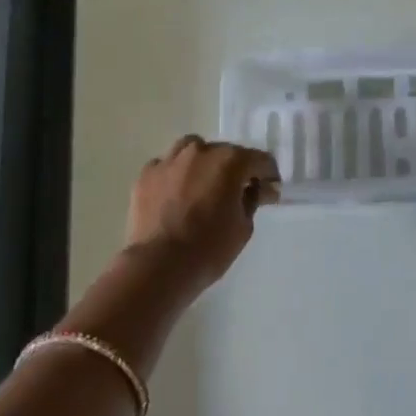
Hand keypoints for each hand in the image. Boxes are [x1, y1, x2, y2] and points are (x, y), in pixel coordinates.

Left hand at [126, 136, 280, 287]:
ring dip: (204, 164)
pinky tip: (177, 195)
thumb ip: (252, 200)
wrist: (159, 265)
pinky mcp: (146, 174)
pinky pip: (168, 166)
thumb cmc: (210, 248)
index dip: (269, 176)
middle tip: (237, 194)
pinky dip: (177, 175)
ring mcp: (169, 160)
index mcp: (230, 161)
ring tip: (205, 187)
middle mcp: (200, 151)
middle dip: (236, 170)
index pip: (260, 160)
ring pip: (192, 150)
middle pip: (226, 153)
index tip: (269, 193)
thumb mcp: (244, 227)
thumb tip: (258, 189)